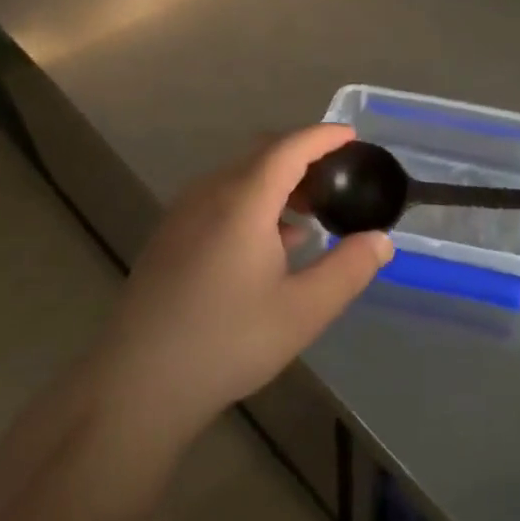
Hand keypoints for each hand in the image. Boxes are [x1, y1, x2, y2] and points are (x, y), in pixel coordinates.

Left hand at [86, 124, 392, 436]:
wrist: (137, 384)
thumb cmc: (227, 342)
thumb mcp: (302, 311)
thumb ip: (348, 270)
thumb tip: (381, 240)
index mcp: (243, 201)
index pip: (289, 147)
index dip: (322, 136)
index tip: (351, 136)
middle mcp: (210, 193)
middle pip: (262, 155)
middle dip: (303, 158)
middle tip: (337, 180)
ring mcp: (184, 213)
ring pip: (239, 177)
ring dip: (277, 183)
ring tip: (309, 215)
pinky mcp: (169, 236)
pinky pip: (220, 198)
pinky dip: (253, 201)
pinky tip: (269, 243)